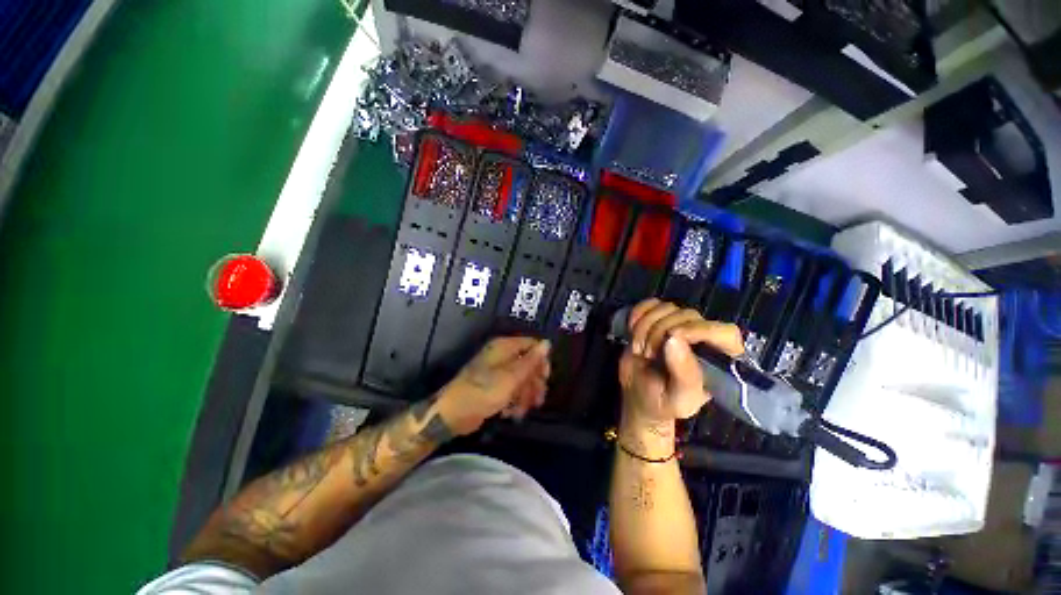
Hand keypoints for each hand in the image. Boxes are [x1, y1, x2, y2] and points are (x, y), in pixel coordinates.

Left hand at [436, 336, 551, 435]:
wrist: (454, 413)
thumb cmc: (484, 391)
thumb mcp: (512, 377)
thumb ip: (531, 361)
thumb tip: (547, 343)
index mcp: (505, 346)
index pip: (532, 345)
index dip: (541, 361)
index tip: (545, 379)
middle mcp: (502, 354)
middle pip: (528, 363)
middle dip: (533, 383)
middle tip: (537, 400)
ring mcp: (497, 370)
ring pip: (521, 378)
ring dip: (525, 395)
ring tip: (521, 411)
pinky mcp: (493, 385)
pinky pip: (511, 389)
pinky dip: (514, 400)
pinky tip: (511, 413)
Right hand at [619, 299, 743, 428]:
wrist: (637, 394)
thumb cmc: (663, 402)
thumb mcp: (678, 399)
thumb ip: (684, 374)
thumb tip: (674, 339)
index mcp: (719, 359)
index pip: (724, 332)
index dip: (700, 330)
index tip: (672, 338)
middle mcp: (703, 337)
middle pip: (688, 316)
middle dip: (659, 333)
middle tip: (646, 354)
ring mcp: (678, 324)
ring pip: (666, 308)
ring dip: (644, 327)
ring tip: (639, 350)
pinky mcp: (658, 317)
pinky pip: (650, 303)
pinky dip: (637, 313)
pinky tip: (632, 329)